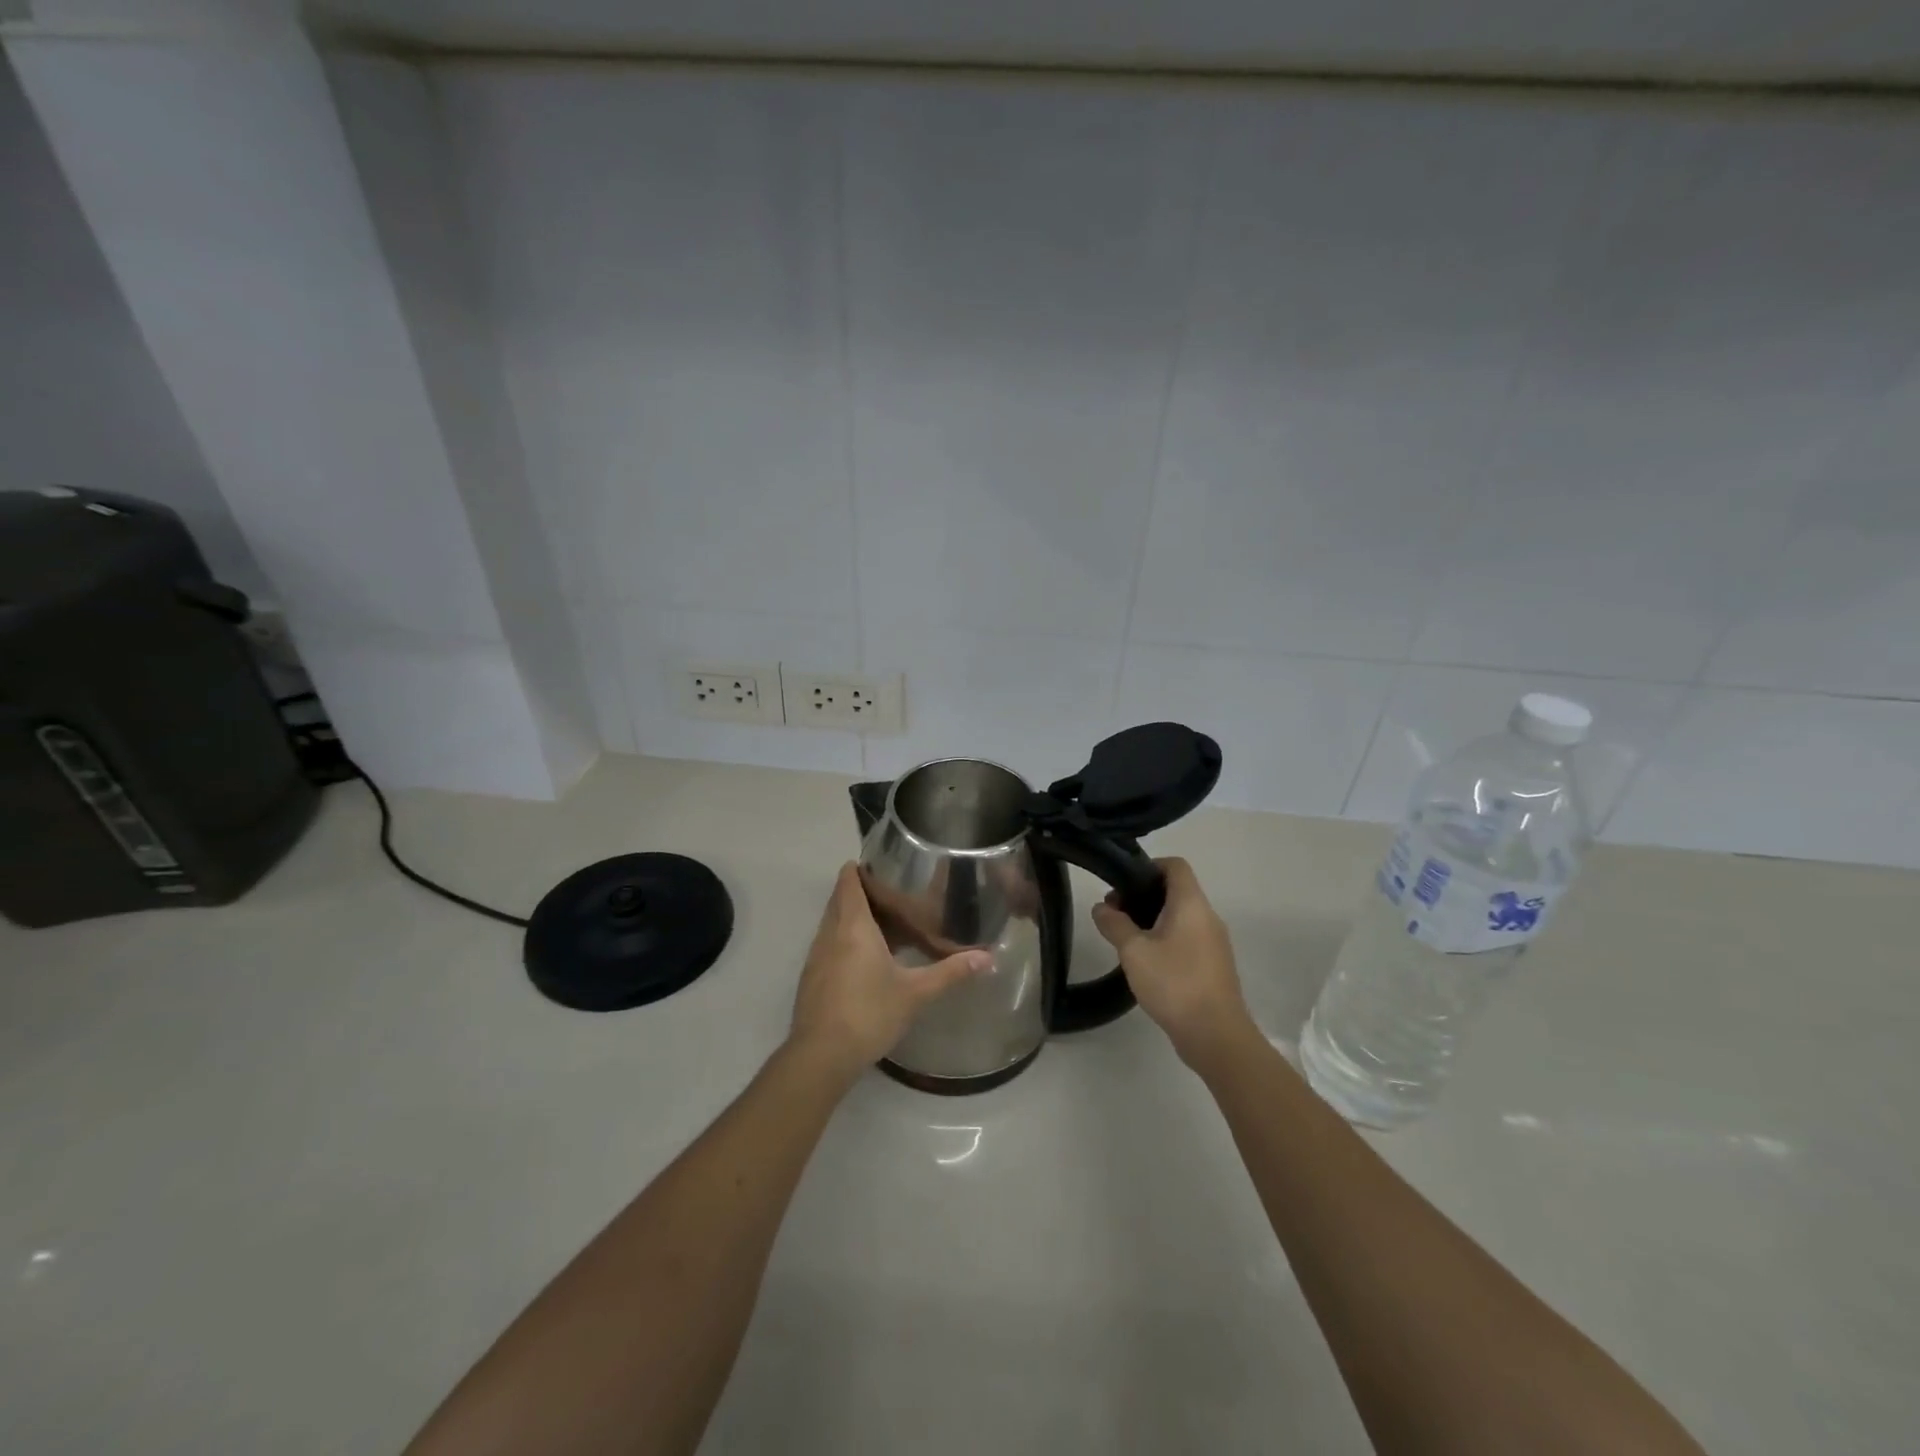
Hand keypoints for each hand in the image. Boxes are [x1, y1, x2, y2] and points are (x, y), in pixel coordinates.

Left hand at [788, 863, 990, 1081]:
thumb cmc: (869, 1013)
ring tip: (884, 921)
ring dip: (851, 917)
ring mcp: (816, 956)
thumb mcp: (916, 993)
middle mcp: (829, 933)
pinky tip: (866, 958)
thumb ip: (951, 972)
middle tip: (892, 891)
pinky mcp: (812, 977)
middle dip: (860, 891)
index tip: (880, 863)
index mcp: (853, 926)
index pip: (848, 882)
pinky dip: (845, 940)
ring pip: (832, 923)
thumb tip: (988, 957)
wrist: (821, 1056)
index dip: (859, 868)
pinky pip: (829, 944)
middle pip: (840, 899)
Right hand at [1092, 857, 1254, 1070]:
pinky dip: (1166, 939)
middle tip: (1115, 914)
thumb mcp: (1134, 952)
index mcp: (1191, 904)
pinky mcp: (1214, 965)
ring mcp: (1214, 942)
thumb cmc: (1174, 983)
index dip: (1149, 866)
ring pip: (1181, 916)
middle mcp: (1208, 916)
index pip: (1175, 865)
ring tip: (1126, 939)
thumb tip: (1102, 908)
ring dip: (1153, 919)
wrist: (1216, 1035)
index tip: (1123, 883)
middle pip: (1176, 890)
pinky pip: (1188, 938)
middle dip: (1143, 895)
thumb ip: (1114, 924)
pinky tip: (1147, 962)